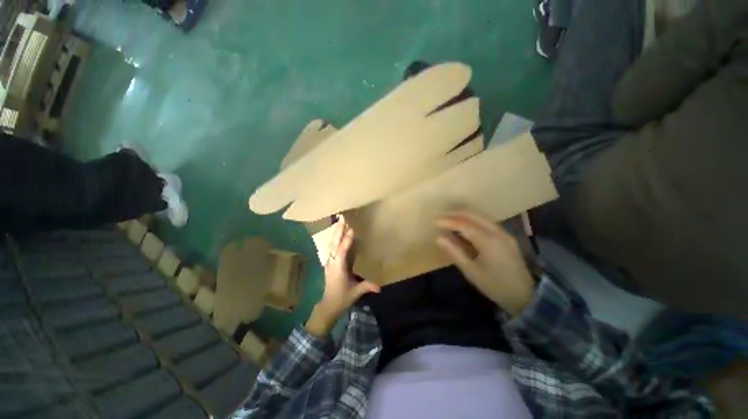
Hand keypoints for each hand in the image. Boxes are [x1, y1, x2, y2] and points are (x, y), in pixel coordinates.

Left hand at [307, 215, 379, 335]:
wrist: (328, 306)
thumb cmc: (342, 298)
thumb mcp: (355, 292)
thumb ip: (367, 286)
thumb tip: (380, 286)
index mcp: (338, 268)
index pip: (342, 251)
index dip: (347, 240)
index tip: (351, 229)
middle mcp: (332, 262)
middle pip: (334, 244)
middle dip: (338, 230)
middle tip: (342, 218)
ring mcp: (329, 262)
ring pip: (331, 244)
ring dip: (336, 232)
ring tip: (340, 221)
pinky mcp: (329, 263)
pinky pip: (331, 247)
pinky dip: (335, 239)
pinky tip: (337, 234)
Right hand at [436, 211, 534, 316]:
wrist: (525, 296)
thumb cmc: (494, 285)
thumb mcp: (471, 271)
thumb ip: (454, 252)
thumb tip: (438, 237)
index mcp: (489, 241)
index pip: (464, 224)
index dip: (448, 221)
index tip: (434, 221)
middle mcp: (498, 232)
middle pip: (473, 215)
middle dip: (454, 214)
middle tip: (440, 218)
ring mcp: (504, 233)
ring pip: (480, 217)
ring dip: (463, 216)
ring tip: (448, 221)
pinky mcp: (505, 236)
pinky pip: (485, 222)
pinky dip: (472, 221)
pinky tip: (463, 228)